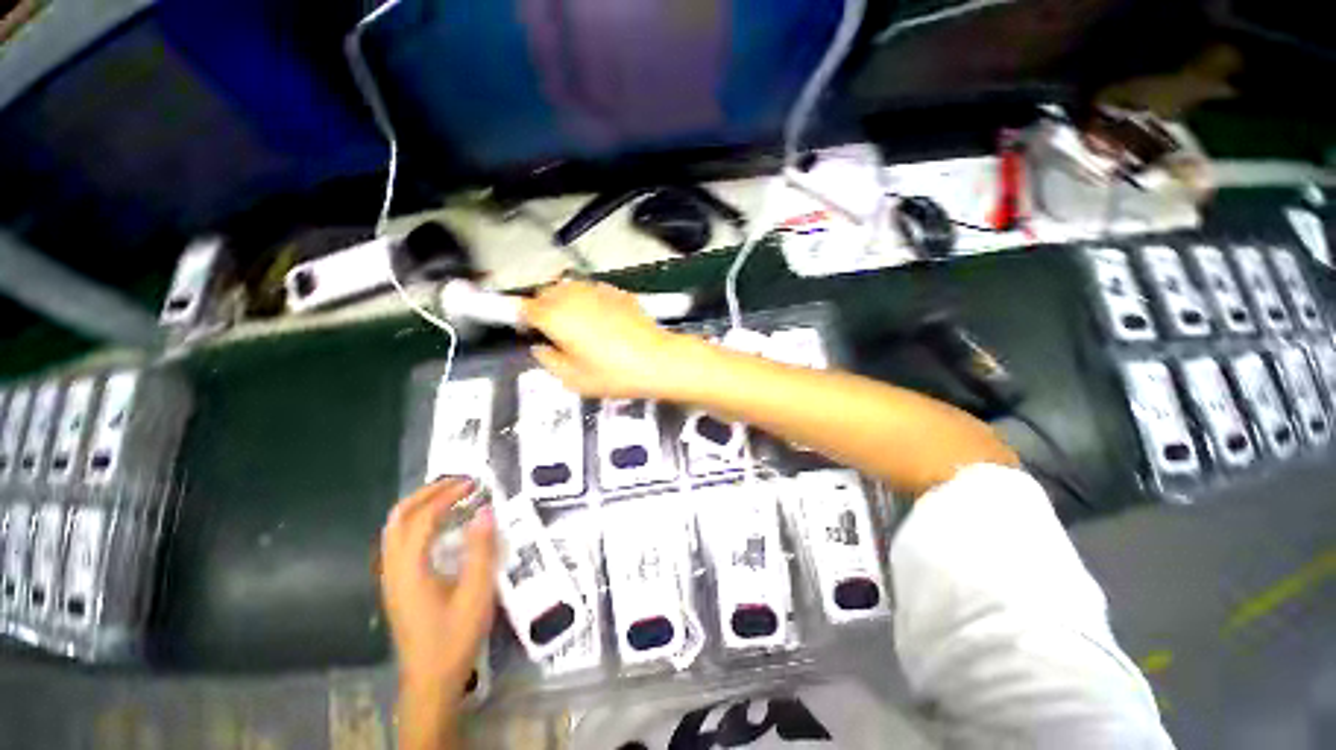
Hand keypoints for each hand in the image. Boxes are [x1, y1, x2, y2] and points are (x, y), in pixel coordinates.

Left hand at [381, 479, 496, 694]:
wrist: (430, 680)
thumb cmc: (454, 637)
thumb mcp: (476, 593)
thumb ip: (481, 549)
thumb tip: (485, 511)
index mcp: (410, 569)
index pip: (422, 519)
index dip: (447, 496)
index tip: (473, 484)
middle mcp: (394, 568)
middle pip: (399, 517)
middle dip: (427, 493)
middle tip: (458, 482)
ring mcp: (392, 577)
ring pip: (395, 528)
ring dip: (421, 505)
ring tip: (451, 495)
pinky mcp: (398, 584)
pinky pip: (401, 540)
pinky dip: (419, 521)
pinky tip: (441, 525)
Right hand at [520, 280, 700, 398]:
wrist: (658, 361)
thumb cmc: (614, 374)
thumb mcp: (573, 379)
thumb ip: (549, 360)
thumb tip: (541, 348)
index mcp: (556, 317)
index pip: (525, 307)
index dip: (521, 318)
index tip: (527, 331)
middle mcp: (573, 296)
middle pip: (545, 292)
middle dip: (542, 307)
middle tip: (551, 330)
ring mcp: (597, 291)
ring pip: (569, 286)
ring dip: (563, 300)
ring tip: (575, 323)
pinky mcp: (617, 292)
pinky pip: (592, 290)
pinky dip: (587, 300)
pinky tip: (600, 319)